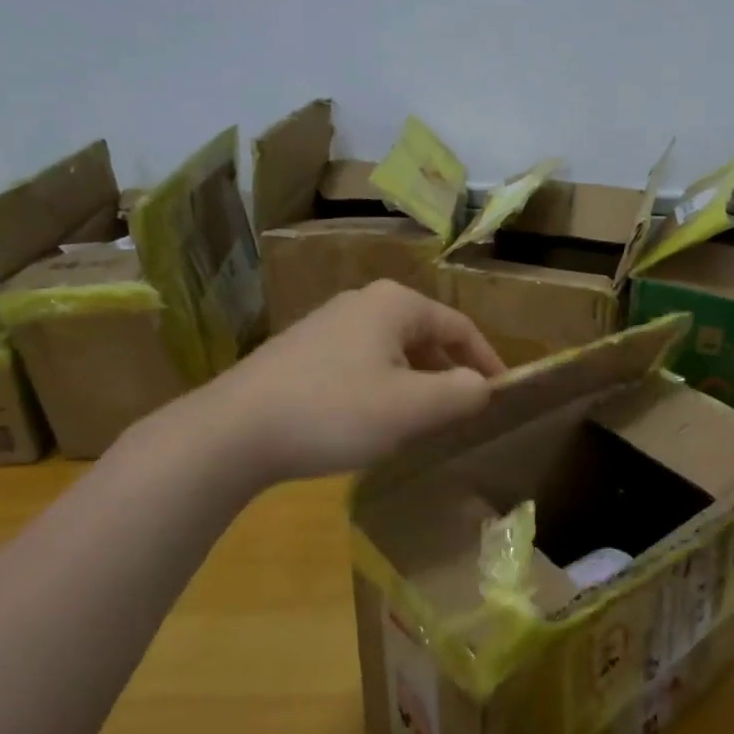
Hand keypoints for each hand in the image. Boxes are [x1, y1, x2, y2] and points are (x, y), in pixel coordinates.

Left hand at [179, 280, 506, 491]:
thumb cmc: (334, 411)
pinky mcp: (302, 351)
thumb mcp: (411, 409)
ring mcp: (327, 324)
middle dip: (449, 374)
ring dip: (415, 383)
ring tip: (421, 422)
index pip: (460, 327)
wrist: (232, 431)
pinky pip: (361, 363)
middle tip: (461, 414)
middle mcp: (363, 302)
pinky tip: (371, 421)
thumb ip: (461, 394)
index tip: (502, 394)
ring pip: (393, 352)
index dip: (487, 361)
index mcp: (395, 304)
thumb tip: (483, 386)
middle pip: (426, 336)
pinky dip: (382, 387)